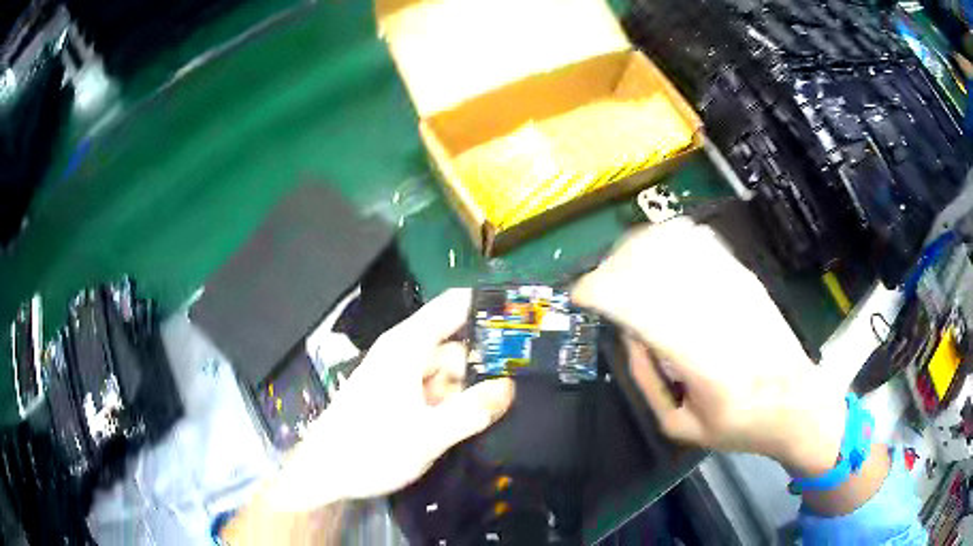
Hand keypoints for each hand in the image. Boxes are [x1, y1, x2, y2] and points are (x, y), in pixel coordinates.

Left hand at [265, 289, 514, 509]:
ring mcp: (400, 375)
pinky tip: (474, 418)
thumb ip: (472, 410)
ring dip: (471, 386)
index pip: (454, 305)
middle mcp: (404, 352)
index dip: (488, 306)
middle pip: (455, 342)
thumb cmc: (371, 449)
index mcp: (407, 346)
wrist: (325, 474)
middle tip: (526, 379)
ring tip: (505, 404)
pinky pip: (435, 389)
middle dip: (486, 360)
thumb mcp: (428, 435)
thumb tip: (510, 386)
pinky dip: (454, 400)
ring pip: (447, 369)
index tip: (525, 320)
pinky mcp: (398, 397)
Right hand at [573, 220, 845, 475]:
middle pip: (654, 265)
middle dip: (614, 265)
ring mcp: (735, 288)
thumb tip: (627, 334)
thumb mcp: (681, 426)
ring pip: (676, 245)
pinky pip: (702, 244)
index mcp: (699, 358)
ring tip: (622, 262)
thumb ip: (647, 381)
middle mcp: (717, 313)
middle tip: (599, 282)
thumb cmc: (739, 424)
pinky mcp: (746, 278)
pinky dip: (671, 240)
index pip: (639, 305)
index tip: (580, 294)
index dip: (600, 291)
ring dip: (640, 247)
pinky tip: (657, 248)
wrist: (797, 403)